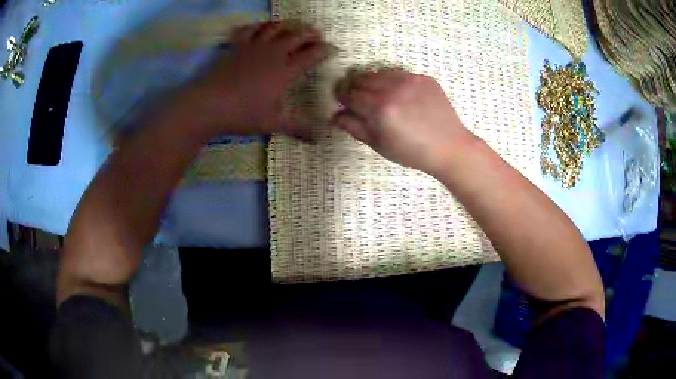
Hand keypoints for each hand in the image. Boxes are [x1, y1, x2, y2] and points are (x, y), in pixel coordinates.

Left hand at [183, 21, 329, 136]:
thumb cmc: (241, 114)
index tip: (333, 50)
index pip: (311, 55)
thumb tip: (319, 139)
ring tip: (293, 27)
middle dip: (310, 33)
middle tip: (317, 35)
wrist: (207, 105)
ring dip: (288, 25)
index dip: (325, 50)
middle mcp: (272, 53)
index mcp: (284, 70)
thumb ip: (297, 128)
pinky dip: (258, 25)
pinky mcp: (237, 47)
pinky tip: (261, 27)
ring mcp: (253, 47)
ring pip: (275, 28)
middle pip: (296, 35)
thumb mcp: (272, 123)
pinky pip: (250, 29)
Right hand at [331, 70, 477, 174]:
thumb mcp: (379, 144)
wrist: (449, 147)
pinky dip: (393, 82)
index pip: (349, 94)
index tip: (341, 100)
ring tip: (379, 95)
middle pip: (361, 79)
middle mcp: (393, 89)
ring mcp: (411, 80)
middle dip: (355, 88)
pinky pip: (400, 74)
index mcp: (379, 109)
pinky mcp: (424, 78)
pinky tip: (401, 96)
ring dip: (373, 82)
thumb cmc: (411, 152)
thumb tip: (334, 115)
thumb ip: (354, 127)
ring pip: (379, 73)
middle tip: (359, 99)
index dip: (341, 97)